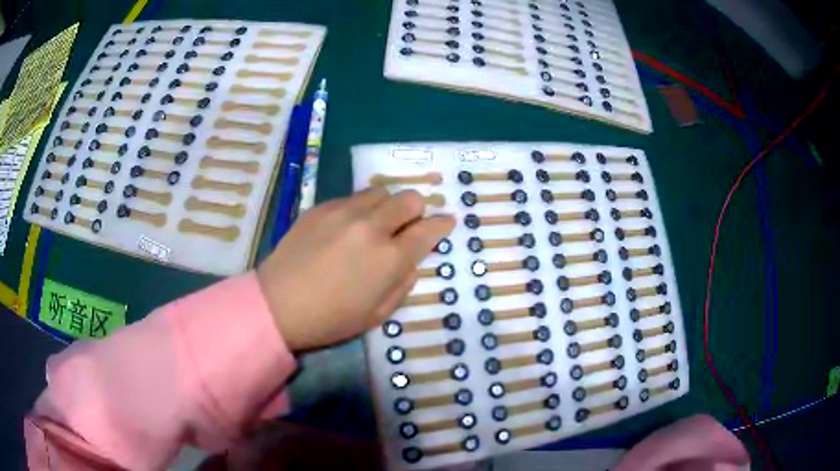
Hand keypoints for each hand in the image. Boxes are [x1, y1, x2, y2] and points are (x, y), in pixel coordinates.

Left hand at [257, 188, 454, 350]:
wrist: (279, 304)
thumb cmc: (331, 319)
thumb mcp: (378, 314)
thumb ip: (403, 284)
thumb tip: (411, 262)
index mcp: (390, 258)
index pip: (428, 229)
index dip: (443, 224)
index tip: (447, 221)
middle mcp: (371, 226)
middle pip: (409, 199)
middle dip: (417, 210)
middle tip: (409, 225)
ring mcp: (344, 212)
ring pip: (381, 192)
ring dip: (388, 205)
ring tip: (378, 222)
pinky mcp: (321, 207)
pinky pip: (353, 197)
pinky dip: (361, 208)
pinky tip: (349, 226)